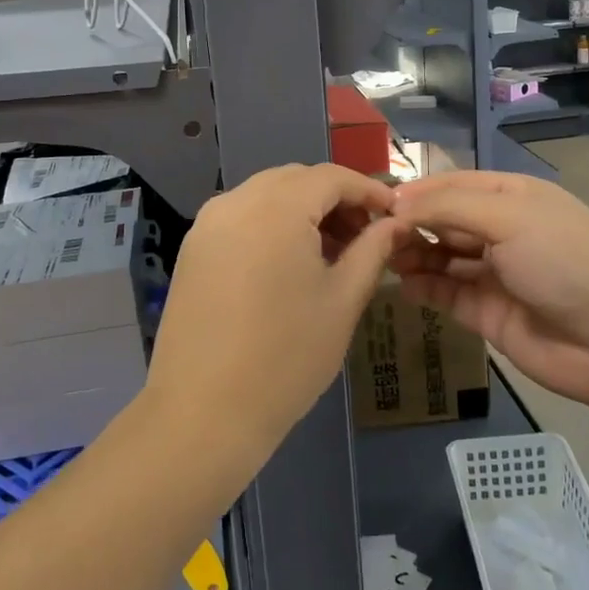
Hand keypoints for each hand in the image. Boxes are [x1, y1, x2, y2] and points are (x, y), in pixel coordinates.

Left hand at [145, 164, 405, 474]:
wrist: (203, 412)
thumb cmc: (286, 357)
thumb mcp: (342, 301)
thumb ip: (372, 250)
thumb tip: (396, 224)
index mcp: (276, 207)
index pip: (330, 176)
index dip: (367, 189)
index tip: (394, 214)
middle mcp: (236, 201)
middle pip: (295, 180)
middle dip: (335, 199)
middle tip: (364, 236)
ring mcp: (207, 224)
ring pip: (265, 196)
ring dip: (302, 211)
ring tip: (330, 253)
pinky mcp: (192, 249)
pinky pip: (240, 217)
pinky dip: (271, 225)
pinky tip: (288, 265)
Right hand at [390, 171, 588, 414]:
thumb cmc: (563, 260)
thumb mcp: (508, 217)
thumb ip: (449, 207)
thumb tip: (397, 204)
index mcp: (512, 196)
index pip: (453, 185)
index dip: (417, 192)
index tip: (378, 203)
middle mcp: (501, 230)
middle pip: (443, 220)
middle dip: (411, 225)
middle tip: (373, 236)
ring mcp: (493, 272)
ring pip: (441, 257)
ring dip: (413, 255)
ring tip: (383, 260)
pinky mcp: (486, 312)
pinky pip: (446, 293)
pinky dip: (423, 288)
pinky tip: (403, 286)